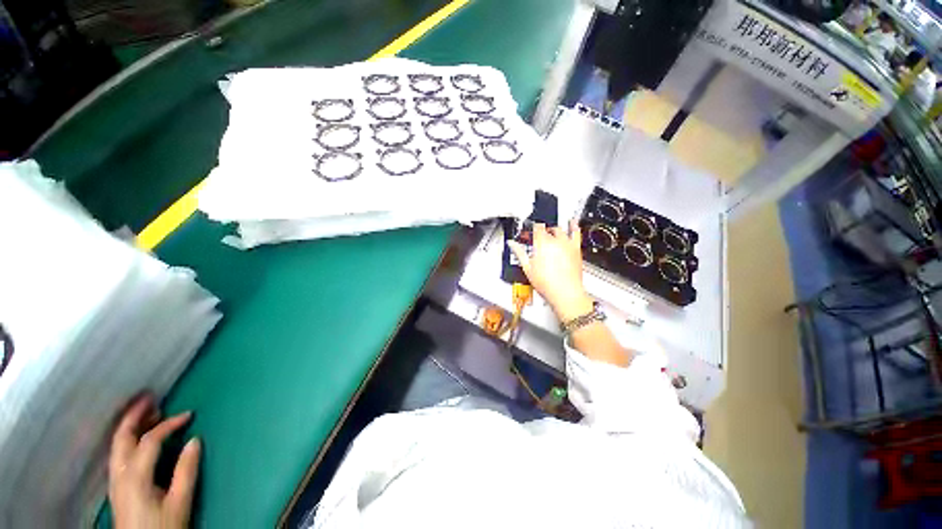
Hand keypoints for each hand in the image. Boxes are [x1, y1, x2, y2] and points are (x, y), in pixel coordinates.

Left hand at [109, 395, 200, 528]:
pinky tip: (137, 437)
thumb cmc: (163, 527)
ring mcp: (115, 480)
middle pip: (122, 438)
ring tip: (147, 412)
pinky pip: (118, 453)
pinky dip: (127, 438)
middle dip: (134, 415)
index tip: (189, 414)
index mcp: (135, 476)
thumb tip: (195, 440)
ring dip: (130, 425)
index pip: (150, 441)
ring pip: (117, 445)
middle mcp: (120, 473)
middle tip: (150, 396)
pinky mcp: (116, 485)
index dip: (169, 424)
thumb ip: (186, 471)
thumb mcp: (180, 502)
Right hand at [507, 220, 593, 321]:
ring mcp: (566, 244)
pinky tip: (573, 223)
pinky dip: (574, 227)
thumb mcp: (527, 268)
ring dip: (555, 228)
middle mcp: (554, 241)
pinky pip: (576, 233)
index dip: (533, 227)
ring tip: (552, 230)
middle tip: (540, 235)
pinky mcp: (576, 248)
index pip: (536, 228)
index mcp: (541, 243)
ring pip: (560, 229)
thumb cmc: (547, 283)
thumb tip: (512, 244)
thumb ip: (519, 252)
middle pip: (548, 228)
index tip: (532, 229)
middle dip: (543, 230)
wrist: (565, 292)